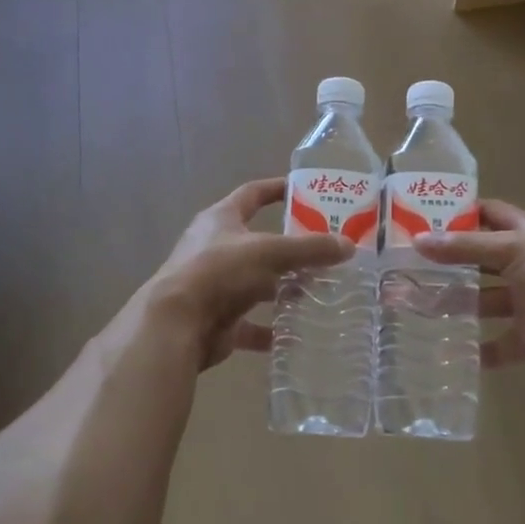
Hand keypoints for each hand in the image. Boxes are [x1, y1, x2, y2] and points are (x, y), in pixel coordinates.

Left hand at [150, 179, 352, 368]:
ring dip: (284, 288)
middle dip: (291, 247)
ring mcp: (216, 285)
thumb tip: (348, 245)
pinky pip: (252, 323)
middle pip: (259, 242)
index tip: (306, 190)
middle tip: (327, 250)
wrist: (176, 324)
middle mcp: (216, 248)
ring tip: (320, 291)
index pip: (252, 193)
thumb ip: (309, 248)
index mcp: (221, 219)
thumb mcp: (269, 252)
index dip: (277, 188)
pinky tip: (297, 334)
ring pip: (258, 283)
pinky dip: (272, 329)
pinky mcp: (218, 318)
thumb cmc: (220, 271)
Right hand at [414, 199, 524, 366]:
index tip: (425, 216)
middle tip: (409, 266)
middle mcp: (523, 266)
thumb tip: (418, 241)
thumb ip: (465, 246)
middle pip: (480, 261)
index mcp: (524, 235)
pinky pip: (500, 346)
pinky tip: (448, 352)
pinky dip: (479, 352)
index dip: (461, 213)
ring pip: (484, 303)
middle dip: (450, 264)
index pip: (489, 215)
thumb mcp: (512, 247)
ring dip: (456, 305)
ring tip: (418, 306)